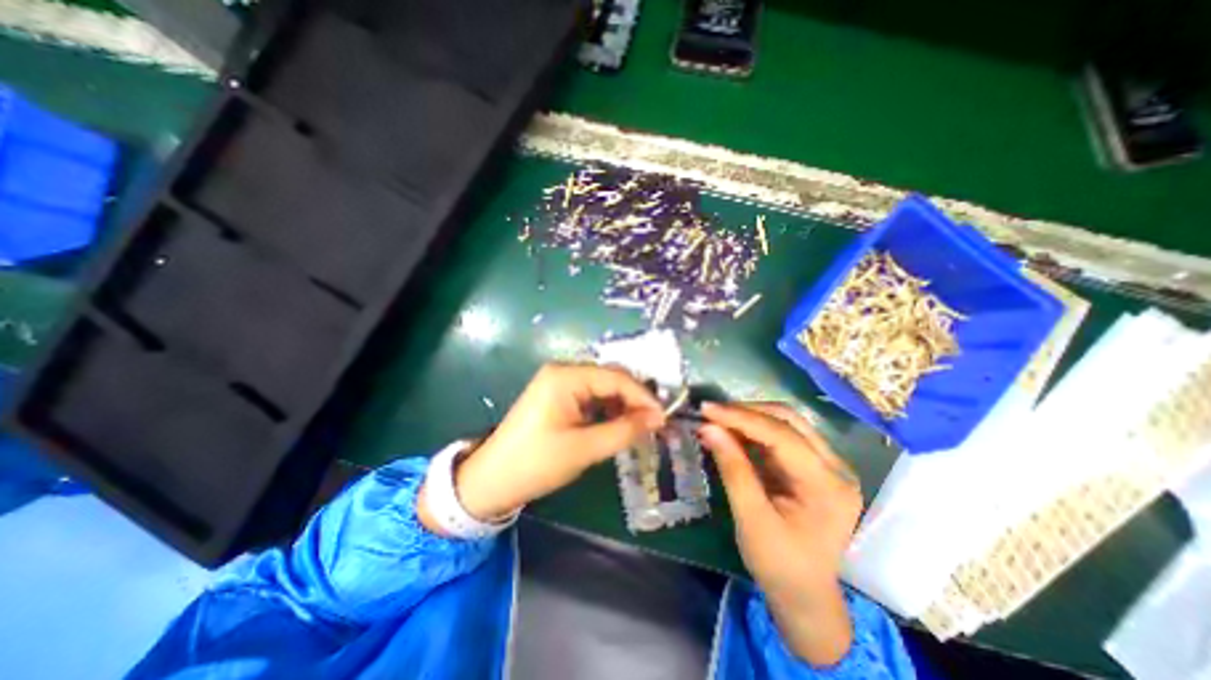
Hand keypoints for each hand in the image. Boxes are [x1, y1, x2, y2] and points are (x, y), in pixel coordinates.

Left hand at [423, 364, 665, 522]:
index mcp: (566, 376)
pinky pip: (590, 396)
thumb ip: (624, 430)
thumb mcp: (584, 448)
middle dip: (634, 399)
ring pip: (602, 387)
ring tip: (639, 426)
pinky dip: (607, 409)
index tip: (664, 417)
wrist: (491, 480)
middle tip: (654, 423)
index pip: (616, 377)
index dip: (643, 396)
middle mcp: (563, 371)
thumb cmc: (536, 463)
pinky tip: (617, 424)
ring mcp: (558, 382)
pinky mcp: (557, 396)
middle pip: (610, 378)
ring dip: (622, 405)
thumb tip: (658, 418)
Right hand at [695, 400, 864, 666]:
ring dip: (749, 418)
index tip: (707, 409)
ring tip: (717, 419)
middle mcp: (836, 468)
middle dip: (746, 412)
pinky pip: (781, 436)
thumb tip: (708, 427)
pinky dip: (753, 431)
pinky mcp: (814, 466)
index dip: (741, 418)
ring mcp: (828, 465)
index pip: (782, 435)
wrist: (805, 597)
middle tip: (711, 413)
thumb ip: (732, 469)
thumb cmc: (779, 566)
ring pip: (785, 423)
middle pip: (789, 420)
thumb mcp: (751, 520)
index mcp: (828, 485)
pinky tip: (731, 432)